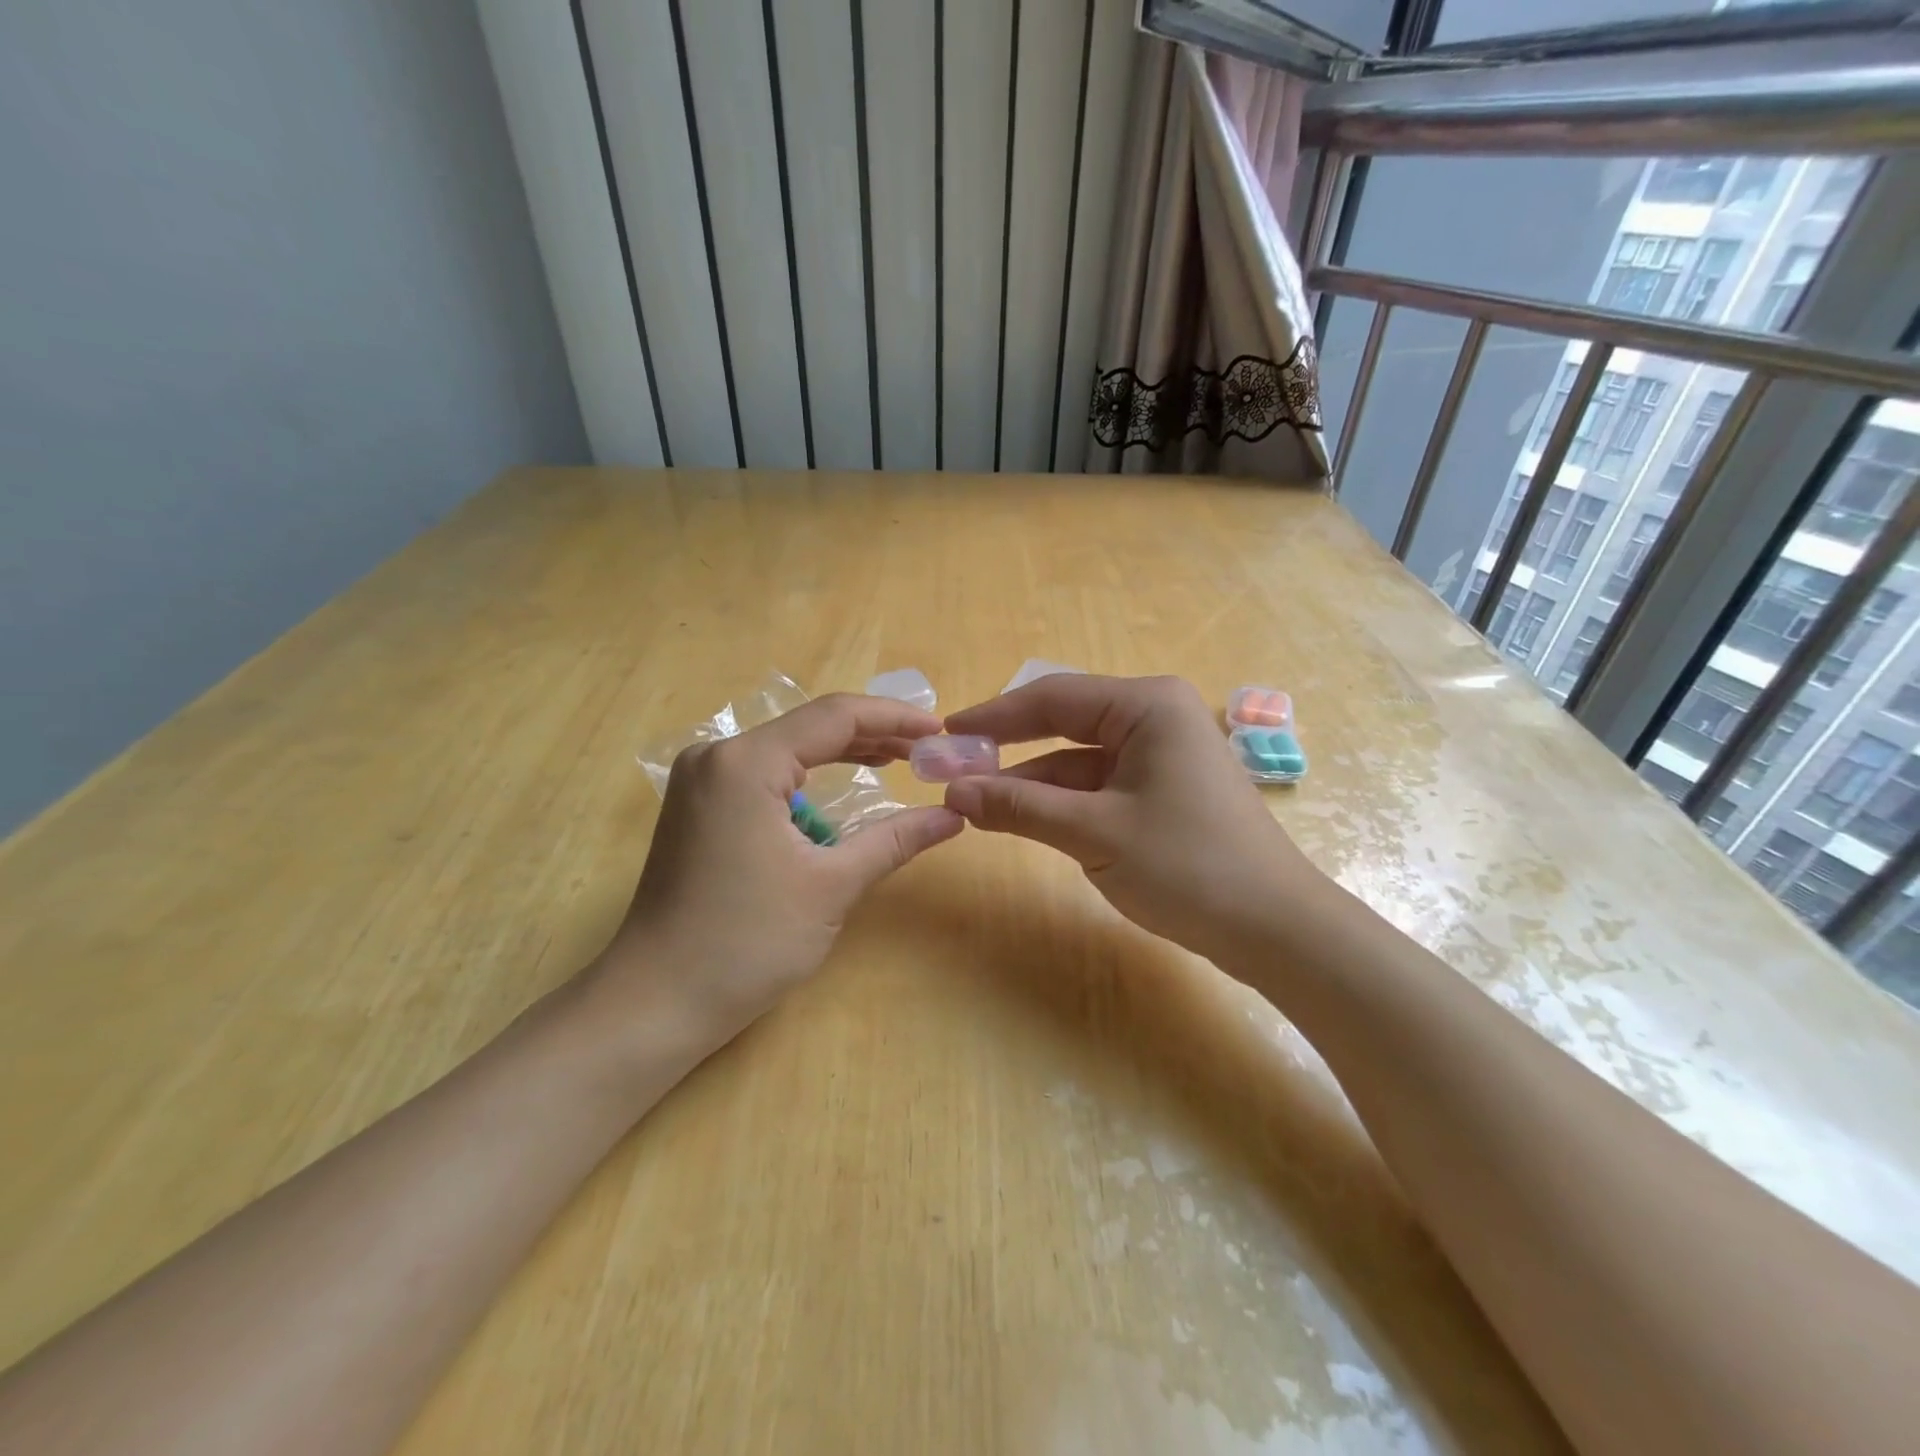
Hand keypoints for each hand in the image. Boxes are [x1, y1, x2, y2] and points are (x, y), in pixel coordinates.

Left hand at [596, 695, 963, 1043]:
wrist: (656, 1002)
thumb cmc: (747, 942)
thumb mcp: (832, 886)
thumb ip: (895, 839)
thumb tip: (954, 816)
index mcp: (745, 761)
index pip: (834, 716)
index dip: (893, 718)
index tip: (940, 729)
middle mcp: (717, 756)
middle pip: (809, 727)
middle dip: (872, 734)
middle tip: (926, 748)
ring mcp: (702, 781)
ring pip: (787, 749)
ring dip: (841, 755)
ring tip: (897, 761)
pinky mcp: (699, 807)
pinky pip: (765, 774)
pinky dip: (808, 780)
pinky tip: (841, 791)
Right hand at [942, 675, 1318, 961]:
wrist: (1274, 929)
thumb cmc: (1187, 866)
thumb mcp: (1093, 833)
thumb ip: (1020, 806)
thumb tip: (953, 792)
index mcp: (1147, 705)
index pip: (1052, 697)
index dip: (993, 716)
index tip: (945, 734)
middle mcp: (1155, 717)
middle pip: (1065, 722)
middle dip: (1010, 748)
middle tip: (954, 766)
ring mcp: (1162, 755)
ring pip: (1079, 759)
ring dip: (1032, 781)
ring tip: (976, 801)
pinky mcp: (1163, 790)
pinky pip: (1099, 784)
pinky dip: (1062, 801)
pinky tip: (1025, 817)